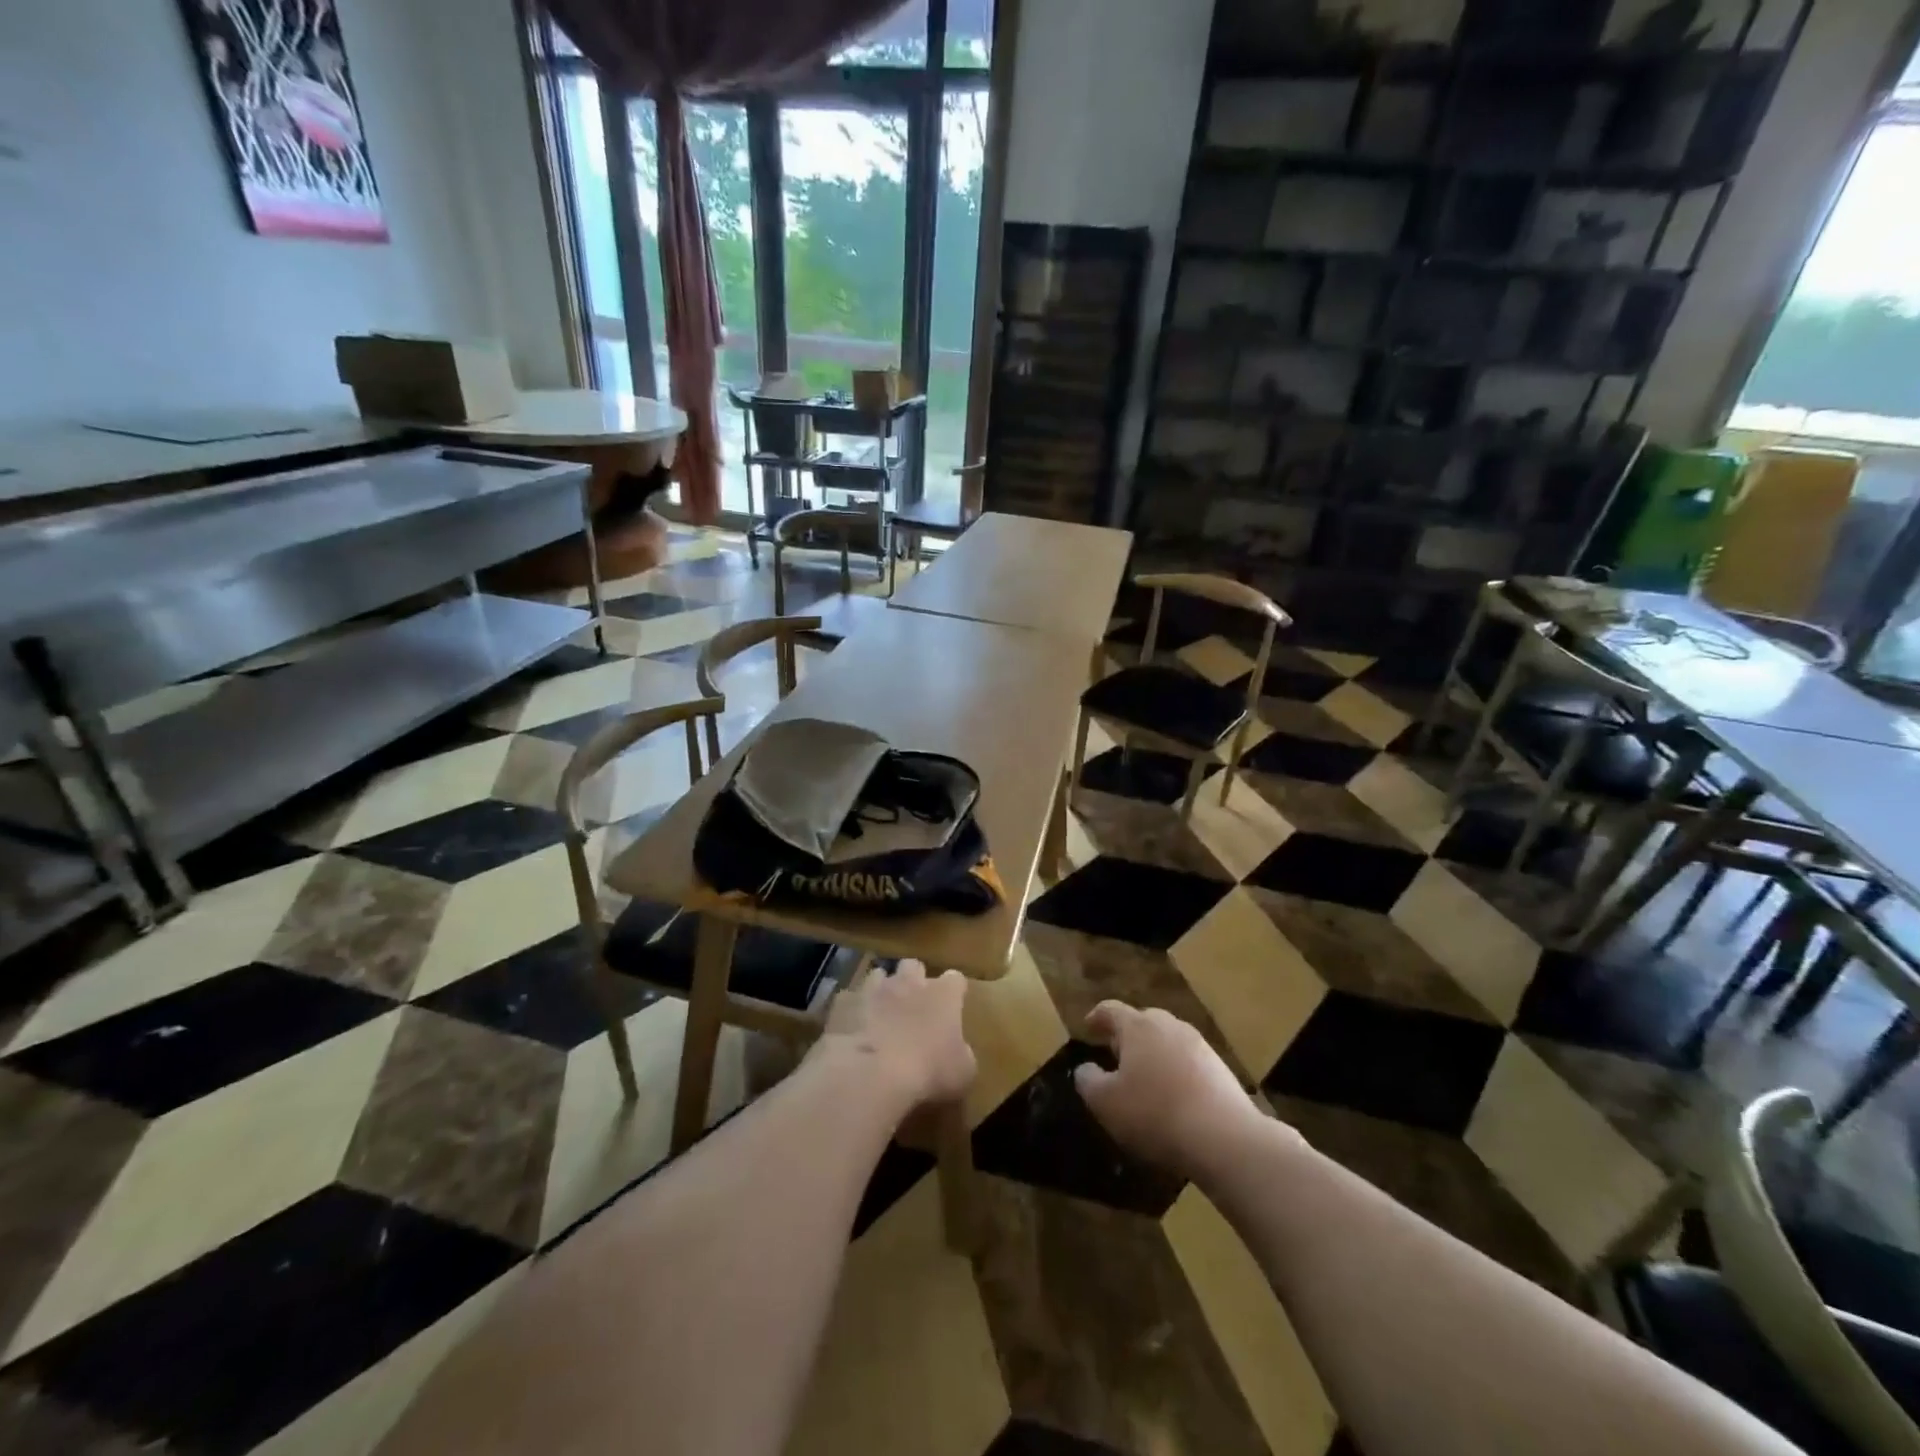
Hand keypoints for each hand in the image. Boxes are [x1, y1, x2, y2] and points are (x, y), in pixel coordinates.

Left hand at [814, 959, 975, 1111]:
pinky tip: (854, 1029)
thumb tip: (958, 1053)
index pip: (955, 979)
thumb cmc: (928, 1071)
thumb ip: (962, 1054)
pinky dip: (854, 1010)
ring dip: (882, 990)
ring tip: (881, 1014)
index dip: (953, 992)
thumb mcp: (963, 1072)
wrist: (873, 1073)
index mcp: (944, 994)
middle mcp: (910, 982)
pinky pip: (851, 998)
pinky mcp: (845, 1002)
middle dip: (914, 980)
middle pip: (914, 966)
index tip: (952, 1007)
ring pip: (879, 975)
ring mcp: (874, 988)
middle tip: (913, 1005)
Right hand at [1074, 1001, 1278, 1181]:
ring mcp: (1198, 1044)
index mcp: (1137, 1026)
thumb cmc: (1155, 1114)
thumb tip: (1086, 1069)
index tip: (1088, 1027)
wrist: (1225, 1138)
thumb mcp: (1105, 1103)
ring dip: (1153, 1054)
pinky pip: (1188, 1061)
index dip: (1096, 1017)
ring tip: (1145, 1078)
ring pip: (1167, 1040)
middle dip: (1126, 1035)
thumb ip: (1088, 1080)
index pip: (1111, 1010)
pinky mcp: (1220, 1068)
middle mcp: (1168, 1025)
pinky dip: (1175, 1071)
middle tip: (1115, 1055)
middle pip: (1142, 1021)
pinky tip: (1174, 1097)